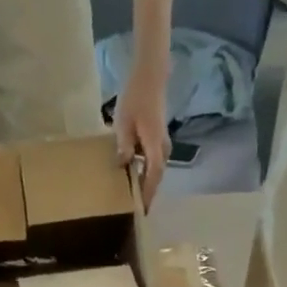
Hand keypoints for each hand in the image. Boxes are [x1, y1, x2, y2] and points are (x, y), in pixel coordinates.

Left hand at [112, 59, 170, 208]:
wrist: (150, 76)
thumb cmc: (135, 97)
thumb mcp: (124, 123)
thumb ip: (124, 146)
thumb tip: (123, 166)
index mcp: (155, 146)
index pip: (153, 177)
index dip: (147, 194)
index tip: (141, 210)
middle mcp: (163, 148)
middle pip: (156, 177)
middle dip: (148, 193)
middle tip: (137, 210)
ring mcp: (163, 143)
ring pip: (156, 170)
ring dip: (147, 183)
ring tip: (135, 197)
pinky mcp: (159, 139)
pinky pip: (154, 161)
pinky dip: (146, 171)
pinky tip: (135, 175)